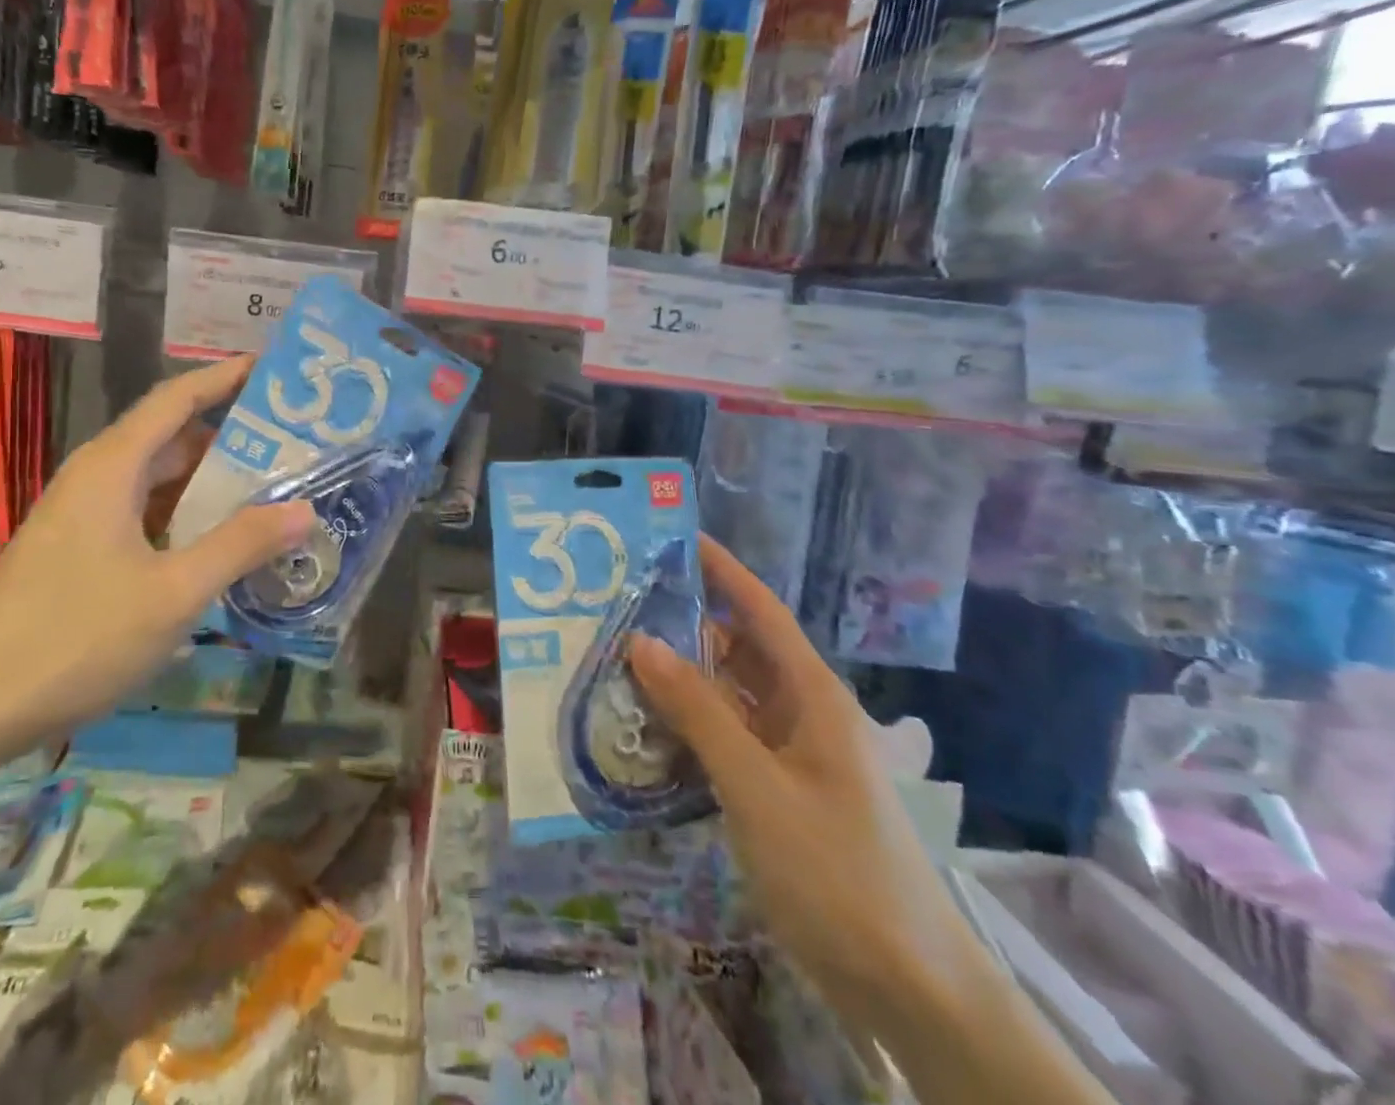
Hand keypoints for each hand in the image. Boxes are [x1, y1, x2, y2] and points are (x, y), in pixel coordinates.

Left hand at [0, 357, 313, 769]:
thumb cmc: (74, 639)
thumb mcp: (174, 593)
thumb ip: (241, 544)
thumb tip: (304, 508)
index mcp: (112, 467)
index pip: (177, 398)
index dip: (225, 378)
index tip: (273, 370)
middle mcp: (95, 478)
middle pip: (172, 437)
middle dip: (232, 436)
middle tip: (294, 444)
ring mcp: (82, 516)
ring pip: (158, 480)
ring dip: (211, 483)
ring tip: (272, 490)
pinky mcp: (78, 551)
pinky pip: (144, 514)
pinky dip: (186, 517)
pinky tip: (221, 544)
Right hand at [629, 537, 980, 1031]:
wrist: (909, 988)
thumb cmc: (836, 870)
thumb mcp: (755, 786)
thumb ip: (697, 712)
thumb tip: (641, 641)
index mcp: (811, 694)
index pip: (760, 610)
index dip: (721, 570)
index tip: (675, 538)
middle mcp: (802, 711)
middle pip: (738, 649)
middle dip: (685, 626)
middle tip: (619, 610)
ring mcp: (792, 753)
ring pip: (729, 696)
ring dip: (682, 679)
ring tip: (618, 661)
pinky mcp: (779, 790)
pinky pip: (727, 738)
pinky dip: (691, 726)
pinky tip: (647, 728)